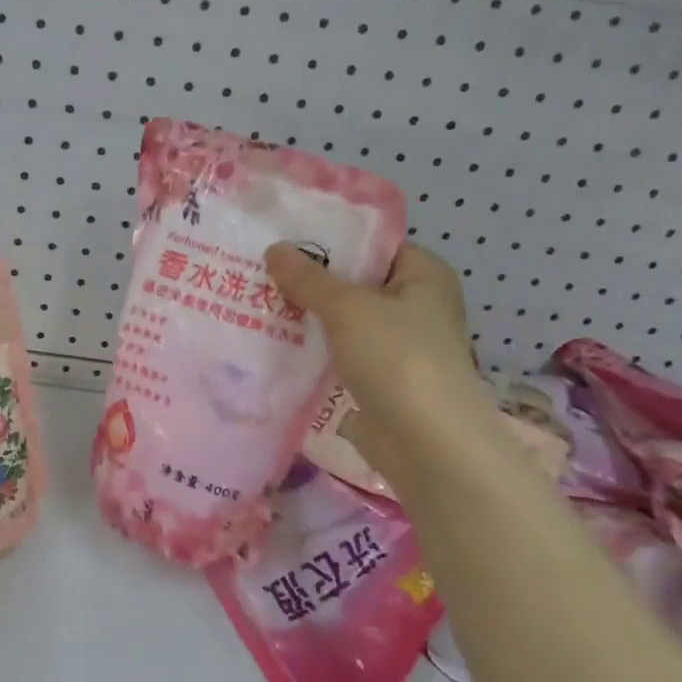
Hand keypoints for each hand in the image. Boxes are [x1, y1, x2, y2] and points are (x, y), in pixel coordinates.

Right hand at [264, 240, 480, 423]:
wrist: (426, 442)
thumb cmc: (396, 358)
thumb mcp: (347, 308)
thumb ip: (308, 278)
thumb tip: (274, 249)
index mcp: (423, 275)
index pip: (373, 245)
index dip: (330, 240)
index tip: (284, 240)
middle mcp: (415, 306)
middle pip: (354, 283)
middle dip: (310, 280)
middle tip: (260, 271)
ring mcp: (397, 346)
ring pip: (343, 322)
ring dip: (307, 317)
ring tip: (256, 303)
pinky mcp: (379, 380)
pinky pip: (339, 354)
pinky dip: (313, 350)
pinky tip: (273, 344)